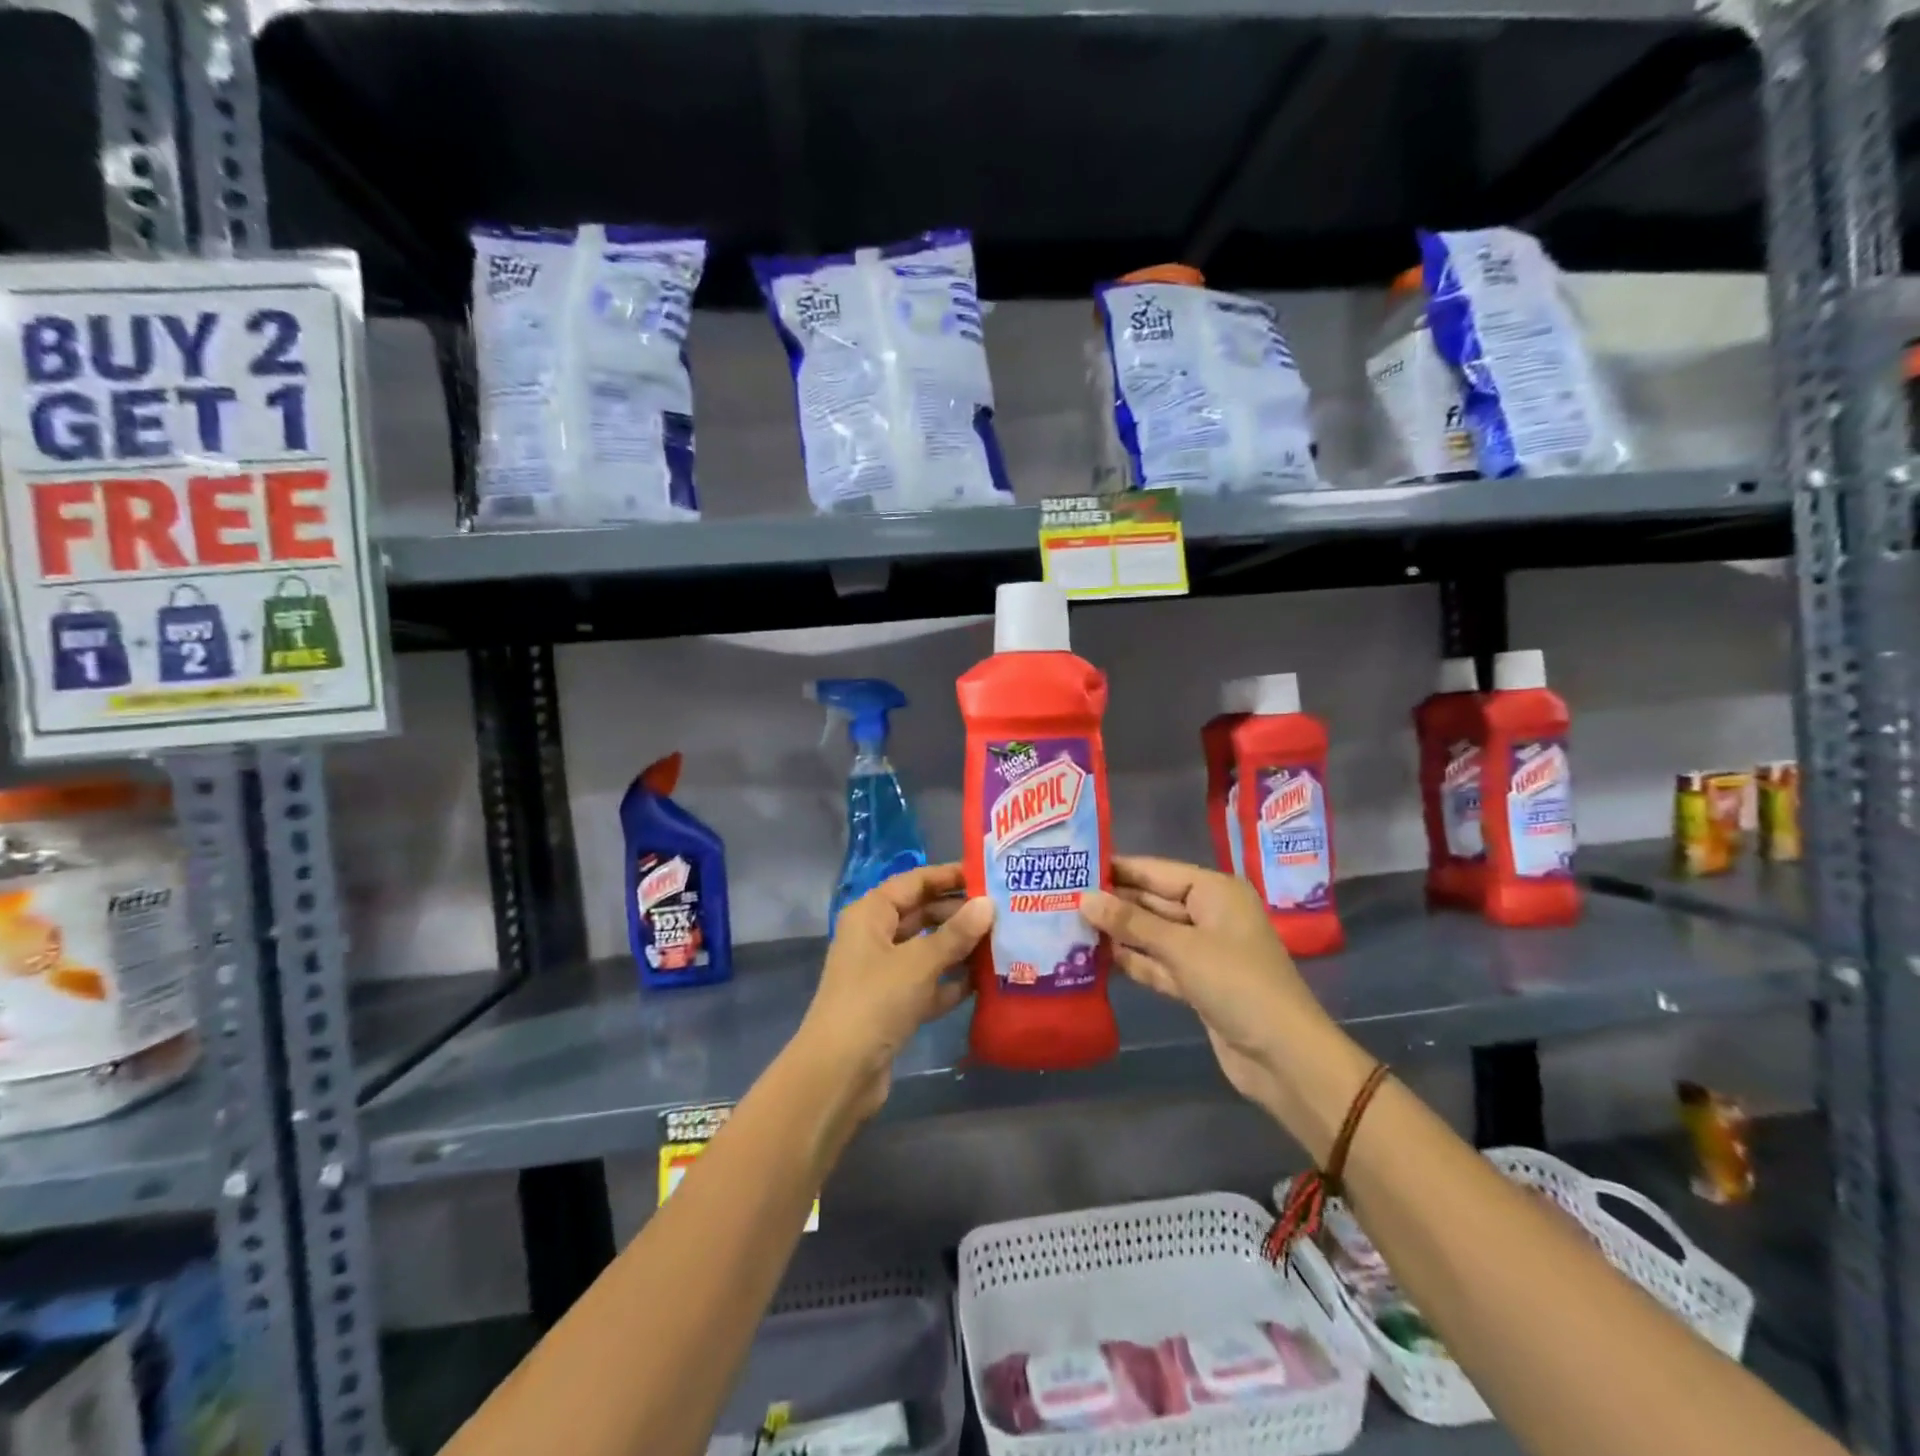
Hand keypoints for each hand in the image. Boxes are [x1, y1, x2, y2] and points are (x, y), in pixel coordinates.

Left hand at [797, 863, 992, 1121]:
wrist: (839, 1073)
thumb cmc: (876, 1002)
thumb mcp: (919, 962)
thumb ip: (956, 933)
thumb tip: (988, 904)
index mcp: (870, 914)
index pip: (914, 882)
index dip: (948, 876)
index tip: (988, 875)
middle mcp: (874, 937)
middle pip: (921, 914)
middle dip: (959, 914)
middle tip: (1004, 912)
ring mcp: (883, 973)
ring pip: (927, 950)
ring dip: (959, 948)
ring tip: (1002, 942)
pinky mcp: (892, 1005)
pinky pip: (927, 983)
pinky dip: (951, 982)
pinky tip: (984, 982)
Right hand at [1081, 857, 1337, 1121]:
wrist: (1284, 1058)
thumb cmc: (1237, 985)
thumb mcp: (1182, 948)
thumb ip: (1131, 923)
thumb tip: (1085, 898)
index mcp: (1215, 892)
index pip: (1156, 871)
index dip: (1117, 869)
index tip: (1074, 864)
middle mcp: (1209, 914)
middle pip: (1153, 901)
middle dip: (1113, 902)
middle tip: (1061, 897)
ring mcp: (1203, 951)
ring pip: (1152, 934)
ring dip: (1118, 933)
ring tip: (1069, 923)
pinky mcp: (1197, 983)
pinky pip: (1158, 963)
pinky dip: (1133, 961)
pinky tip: (1097, 957)